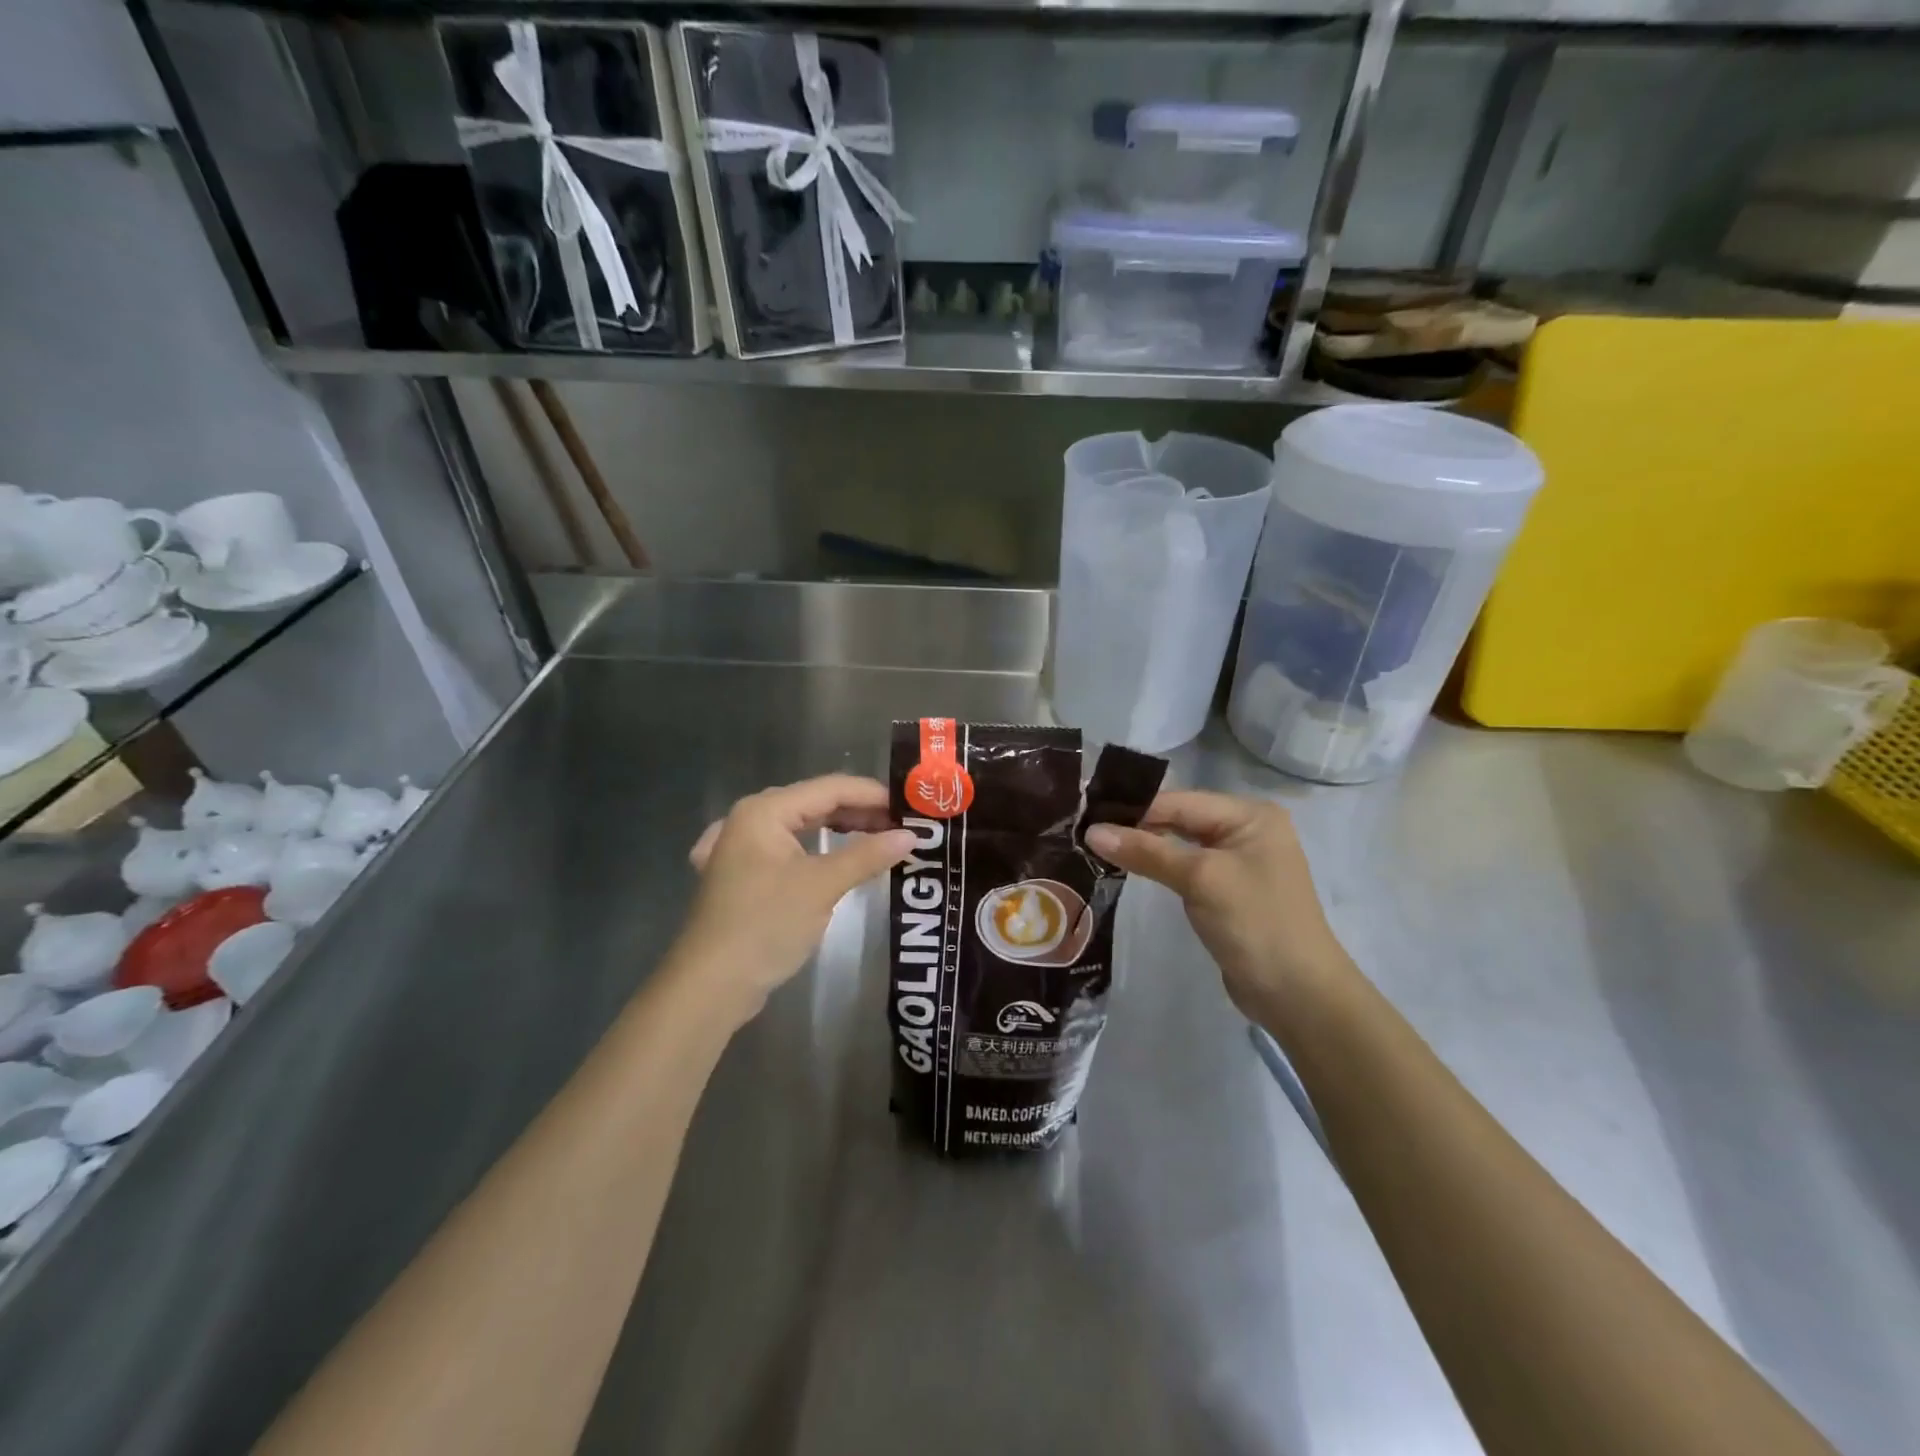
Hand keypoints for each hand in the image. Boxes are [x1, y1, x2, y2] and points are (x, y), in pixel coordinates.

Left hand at [676, 775, 914, 1021]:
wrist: (711, 985)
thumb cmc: (766, 925)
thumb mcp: (822, 886)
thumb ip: (867, 855)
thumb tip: (911, 836)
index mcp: (764, 811)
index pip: (829, 788)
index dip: (873, 794)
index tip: (911, 807)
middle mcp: (750, 819)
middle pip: (815, 803)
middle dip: (860, 812)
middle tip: (902, 825)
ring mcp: (742, 848)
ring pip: (802, 826)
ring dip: (841, 831)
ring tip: (880, 838)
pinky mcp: (744, 875)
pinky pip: (789, 848)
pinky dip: (817, 849)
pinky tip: (835, 855)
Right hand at [1085, 791, 1351, 1030]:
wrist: (1298, 995)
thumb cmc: (1256, 923)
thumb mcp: (1200, 879)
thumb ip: (1147, 851)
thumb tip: (1092, 832)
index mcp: (1250, 815)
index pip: (1180, 801)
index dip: (1134, 808)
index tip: (1087, 815)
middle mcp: (1246, 830)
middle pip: (1180, 819)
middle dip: (1136, 825)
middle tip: (1084, 831)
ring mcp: (1237, 862)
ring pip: (1180, 844)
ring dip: (1144, 847)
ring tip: (1095, 847)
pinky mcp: (1227, 891)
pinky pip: (1186, 868)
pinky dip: (1159, 867)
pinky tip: (1127, 868)